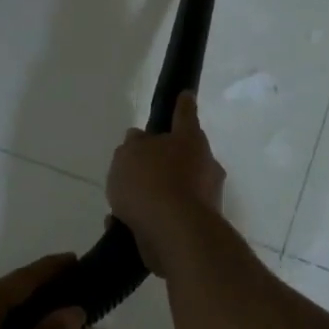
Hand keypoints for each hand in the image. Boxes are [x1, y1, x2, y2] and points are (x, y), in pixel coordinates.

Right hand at [106, 92, 226, 276]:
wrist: (176, 235)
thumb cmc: (151, 182)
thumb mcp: (129, 155)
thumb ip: (133, 145)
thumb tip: (141, 140)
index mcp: (190, 140)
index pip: (184, 114)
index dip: (182, 103)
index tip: (186, 94)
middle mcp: (205, 165)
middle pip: (183, 155)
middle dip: (164, 160)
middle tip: (138, 167)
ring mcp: (206, 198)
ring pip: (176, 189)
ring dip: (154, 194)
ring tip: (122, 205)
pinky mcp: (200, 227)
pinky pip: (170, 217)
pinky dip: (151, 219)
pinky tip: (124, 226)